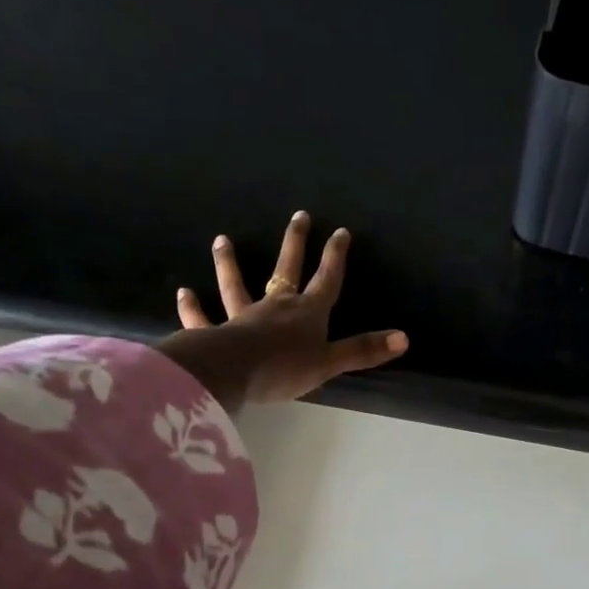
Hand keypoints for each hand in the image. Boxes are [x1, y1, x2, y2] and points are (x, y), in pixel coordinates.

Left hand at [161, 211, 407, 409]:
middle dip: (295, 244)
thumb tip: (404, 338)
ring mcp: (243, 317)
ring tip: (221, 240)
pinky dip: (193, 308)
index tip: (340, 231)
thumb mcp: (329, 363)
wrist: (236, 373)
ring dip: (229, 264)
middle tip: (298, 216)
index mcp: (307, 314)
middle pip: (286, 270)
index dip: (335, 257)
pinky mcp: (216, 334)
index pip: (326, 281)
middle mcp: (276, 307)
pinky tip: (183, 293)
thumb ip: (362, 351)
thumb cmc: (285, 368)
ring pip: (236, 286)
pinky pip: (203, 319)